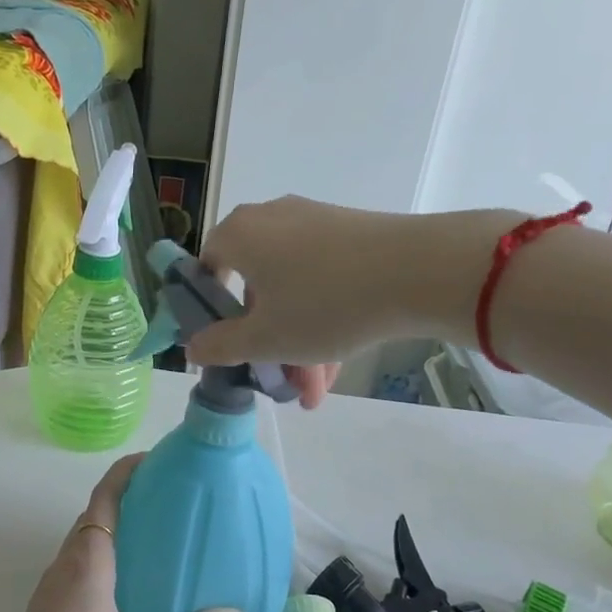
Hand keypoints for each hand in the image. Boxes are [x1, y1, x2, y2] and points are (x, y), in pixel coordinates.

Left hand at [8, 454, 249, 611]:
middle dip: (124, 500)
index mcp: (89, 559)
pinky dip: (98, 557)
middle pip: (93, 514)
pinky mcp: (44, 608)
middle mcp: (65, 562)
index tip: (152, 459)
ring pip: (81, 542)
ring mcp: (50, 585)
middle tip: (162, 501)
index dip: (126, 471)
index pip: (105, 496)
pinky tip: (120, 584)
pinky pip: (74, 566)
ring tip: (147, 539)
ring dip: (109, 529)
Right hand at [188, 198, 513, 371]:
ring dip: (298, 342)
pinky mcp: (353, 234)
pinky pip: (323, 281)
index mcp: (240, 235)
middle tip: (277, 380)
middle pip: (255, 288)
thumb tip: (191, 348)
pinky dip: (323, 320)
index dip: (209, 311)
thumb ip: (220, 345)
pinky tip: (337, 367)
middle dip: (265, 341)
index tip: (225, 346)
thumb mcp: (264, 338)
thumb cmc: (324, 304)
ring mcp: (316, 224)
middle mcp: (272, 220)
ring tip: (316, 391)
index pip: (206, 267)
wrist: (420, 271)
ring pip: (293, 291)